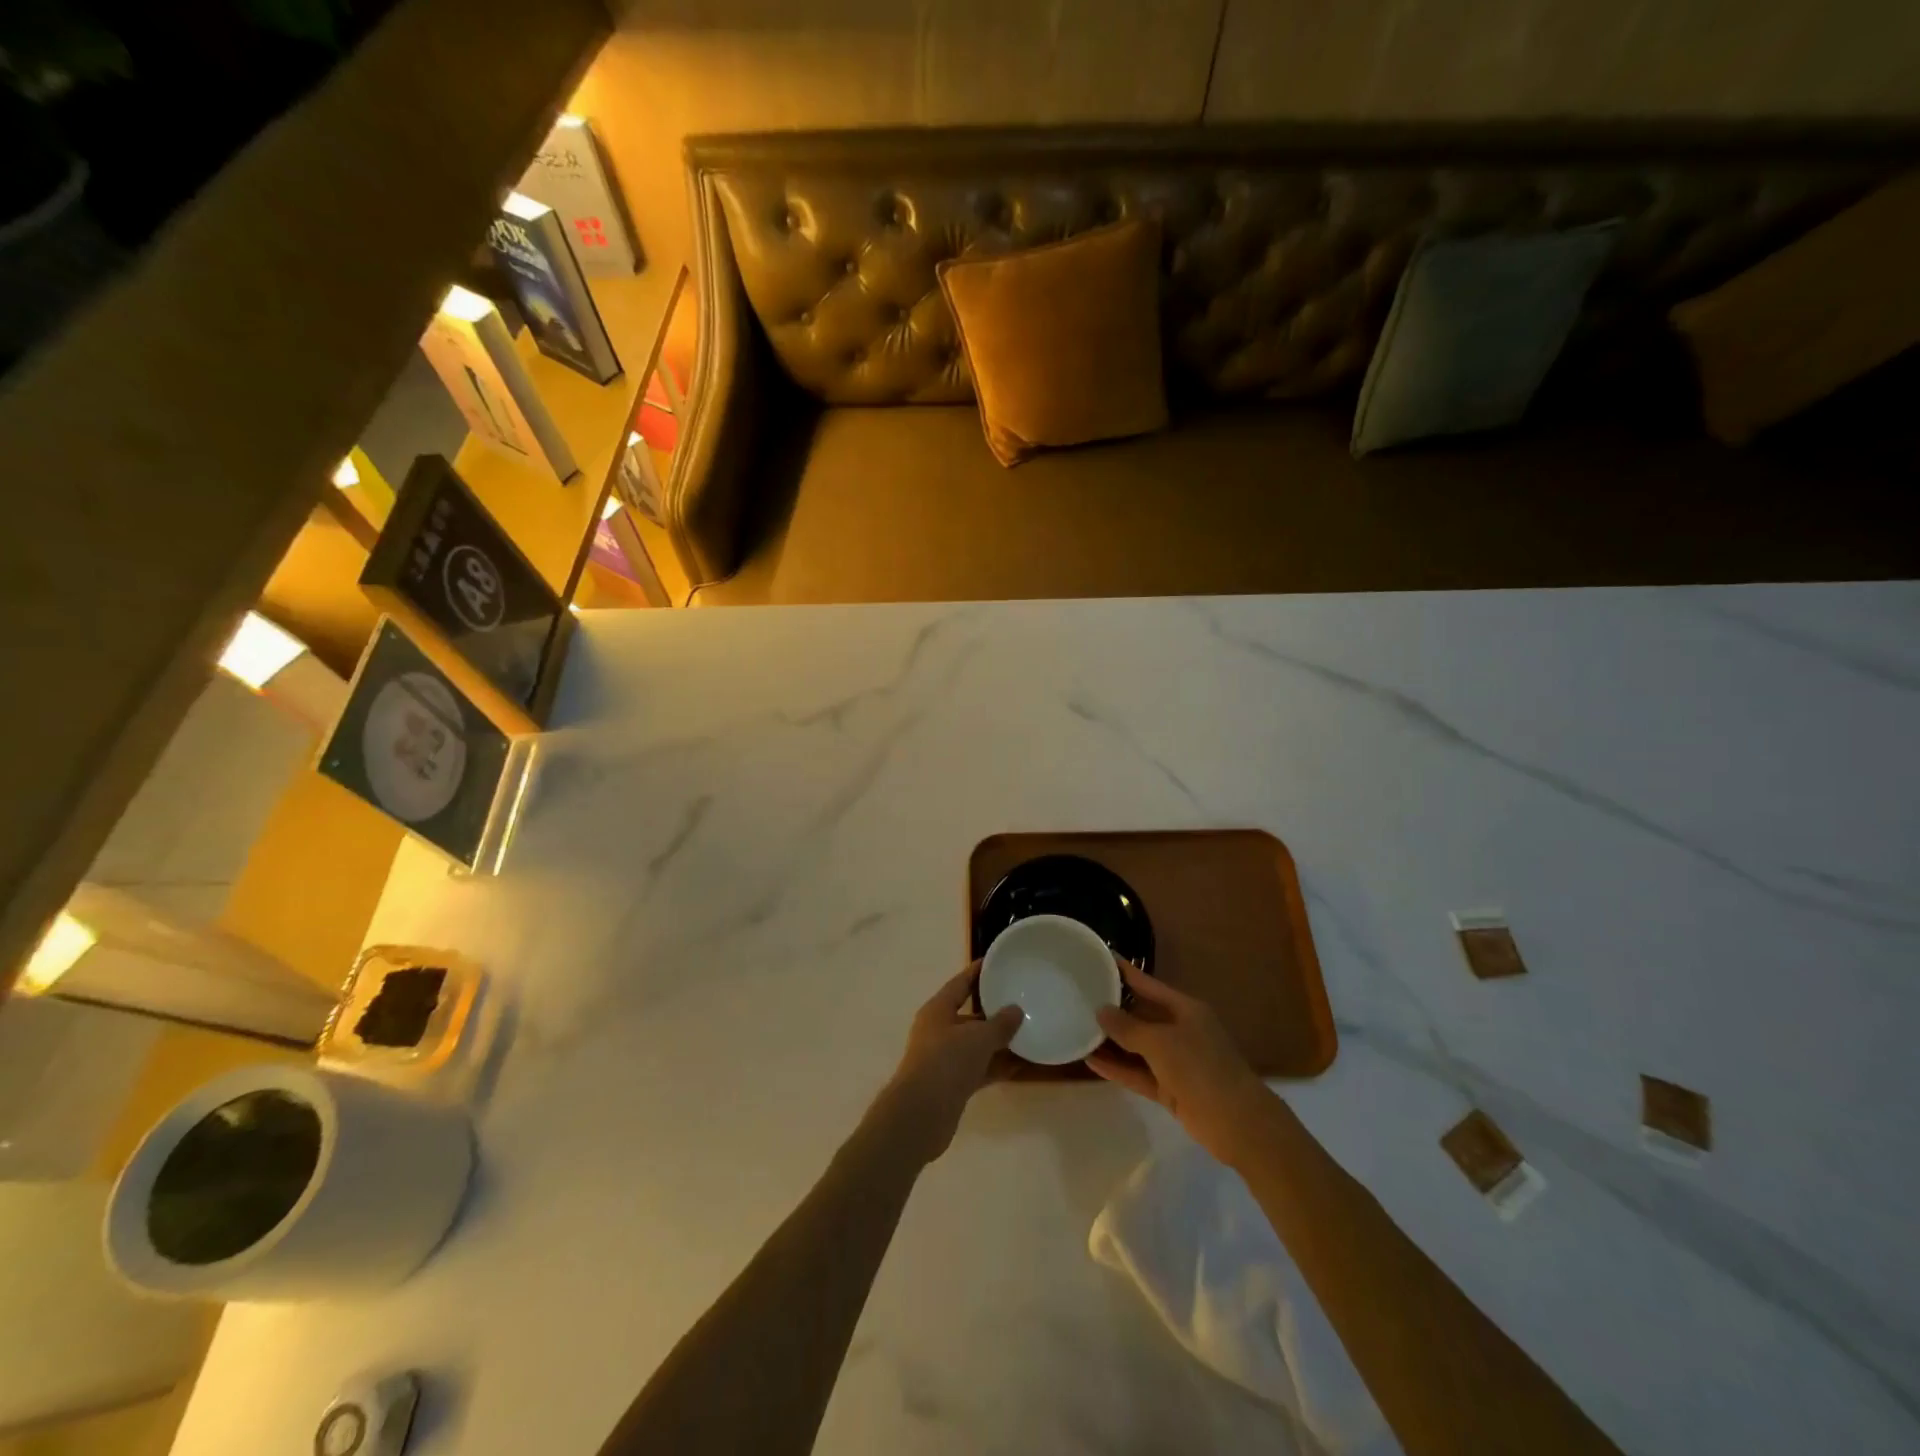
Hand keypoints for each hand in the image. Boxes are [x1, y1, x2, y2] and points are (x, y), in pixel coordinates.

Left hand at [879, 963, 1023, 1163]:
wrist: (920, 1115)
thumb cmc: (946, 1063)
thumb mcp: (978, 1038)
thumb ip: (1000, 1024)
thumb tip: (1016, 1010)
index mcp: (938, 1010)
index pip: (960, 983)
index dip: (978, 972)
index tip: (997, 962)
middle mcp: (938, 1030)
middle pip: (969, 1014)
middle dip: (993, 1009)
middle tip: (1021, 999)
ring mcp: (944, 1058)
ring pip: (975, 1043)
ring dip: (998, 1040)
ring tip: (1028, 1032)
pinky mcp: (951, 1084)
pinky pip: (978, 1067)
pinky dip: (996, 1065)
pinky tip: (1019, 1065)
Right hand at [1088, 960, 1276, 1166]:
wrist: (1237, 1123)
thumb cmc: (1201, 1068)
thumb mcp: (1161, 1042)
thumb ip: (1128, 1027)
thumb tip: (1101, 1011)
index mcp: (1185, 1009)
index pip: (1148, 984)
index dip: (1125, 972)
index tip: (1099, 959)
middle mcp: (1180, 1030)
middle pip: (1141, 1015)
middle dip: (1113, 1009)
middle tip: (1079, 997)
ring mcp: (1176, 1061)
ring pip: (1137, 1046)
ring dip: (1112, 1042)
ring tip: (1078, 1029)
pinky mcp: (1170, 1089)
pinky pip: (1138, 1073)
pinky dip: (1118, 1068)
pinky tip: (1091, 1062)